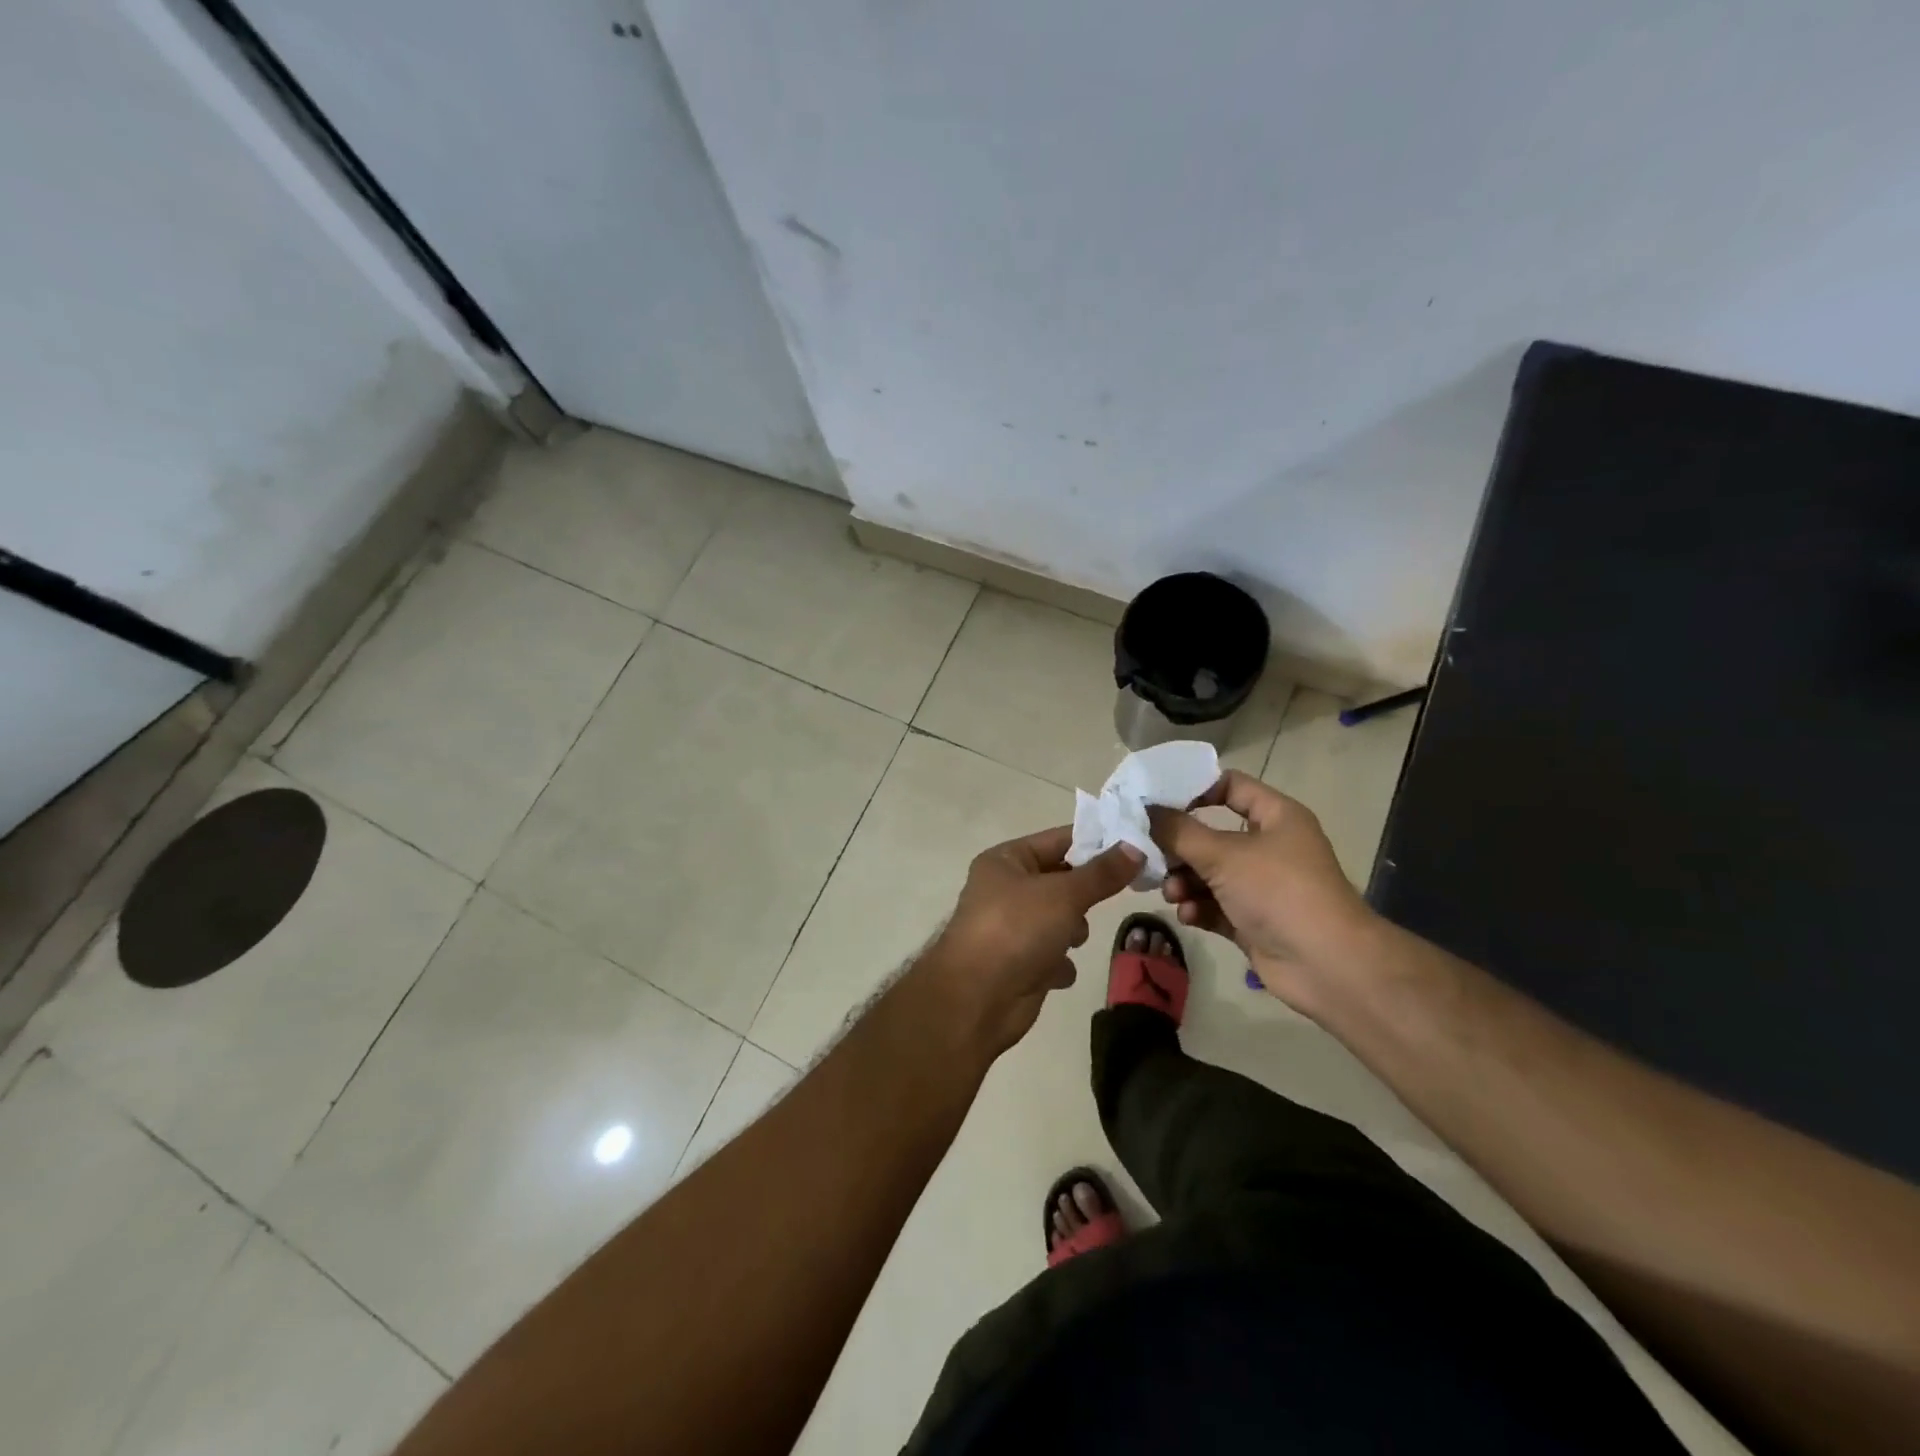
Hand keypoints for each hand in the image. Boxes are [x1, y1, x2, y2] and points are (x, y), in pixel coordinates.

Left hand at [923, 827, 1142, 1053]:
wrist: (977, 999)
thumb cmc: (1016, 930)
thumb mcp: (1064, 894)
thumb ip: (1102, 873)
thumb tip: (1136, 846)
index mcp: (1007, 860)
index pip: (1059, 839)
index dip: (1096, 841)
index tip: (1136, 846)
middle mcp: (1006, 889)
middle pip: (1062, 880)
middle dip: (1084, 893)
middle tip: (1116, 894)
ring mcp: (1012, 927)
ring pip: (1060, 918)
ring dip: (1072, 930)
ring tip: (1071, 939)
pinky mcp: (1020, 963)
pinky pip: (1053, 954)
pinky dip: (1059, 962)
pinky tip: (1056, 970)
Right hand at [1146, 770, 1375, 1009]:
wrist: (1327, 966)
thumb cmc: (1279, 892)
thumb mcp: (1223, 855)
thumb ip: (1178, 831)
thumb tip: (1144, 810)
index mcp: (1276, 817)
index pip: (1231, 786)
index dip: (1195, 789)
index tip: (1157, 801)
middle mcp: (1269, 847)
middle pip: (1211, 835)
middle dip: (1179, 847)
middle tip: (1150, 854)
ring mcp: (1261, 886)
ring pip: (1209, 873)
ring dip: (1184, 881)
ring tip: (1172, 893)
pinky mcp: (1252, 920)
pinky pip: (1214, 905)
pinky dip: (1198, 907)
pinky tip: (1188, 916)